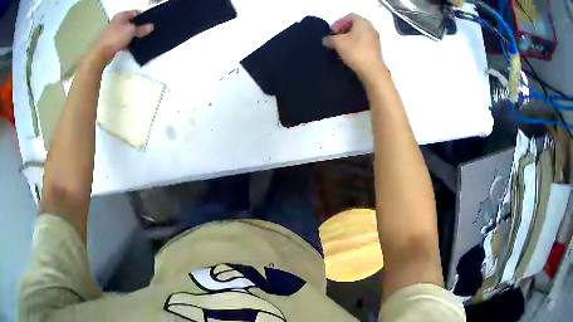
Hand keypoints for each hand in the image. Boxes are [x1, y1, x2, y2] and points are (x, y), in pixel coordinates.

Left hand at [90, 10, 153, 65]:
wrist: (100, 54)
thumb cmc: (115, 38)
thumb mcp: (131, 31)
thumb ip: (142, 29)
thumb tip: (152, 26)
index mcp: (122, 15)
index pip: (136, 13)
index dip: (144, 17)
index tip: (150, 23)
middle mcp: (117, 22)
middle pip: (132, 23)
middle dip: (139, 27)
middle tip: (148, 32)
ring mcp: (114, 33)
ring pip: (127, 32)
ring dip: (134, 36)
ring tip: (143, 39)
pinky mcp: (112, 43)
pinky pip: (123, 41)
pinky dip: (128, 43)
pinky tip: (134, 47)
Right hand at [322, 14, 384, 81]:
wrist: (371, 70)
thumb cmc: (354, 51)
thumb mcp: (337, 43)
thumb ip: (329, 39)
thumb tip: (326, 40)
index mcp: (362, 22)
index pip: (349, 17)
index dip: (338, 23)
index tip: (332, 32)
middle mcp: (370, 27)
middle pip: (355, 25)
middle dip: (344, 30)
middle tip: (335, 38)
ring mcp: (375, 38)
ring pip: (359, 34)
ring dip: (350, 38)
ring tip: (341, 47)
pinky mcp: (376, 49)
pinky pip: (363, 42)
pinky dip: (356, 45)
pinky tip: (349, 52)